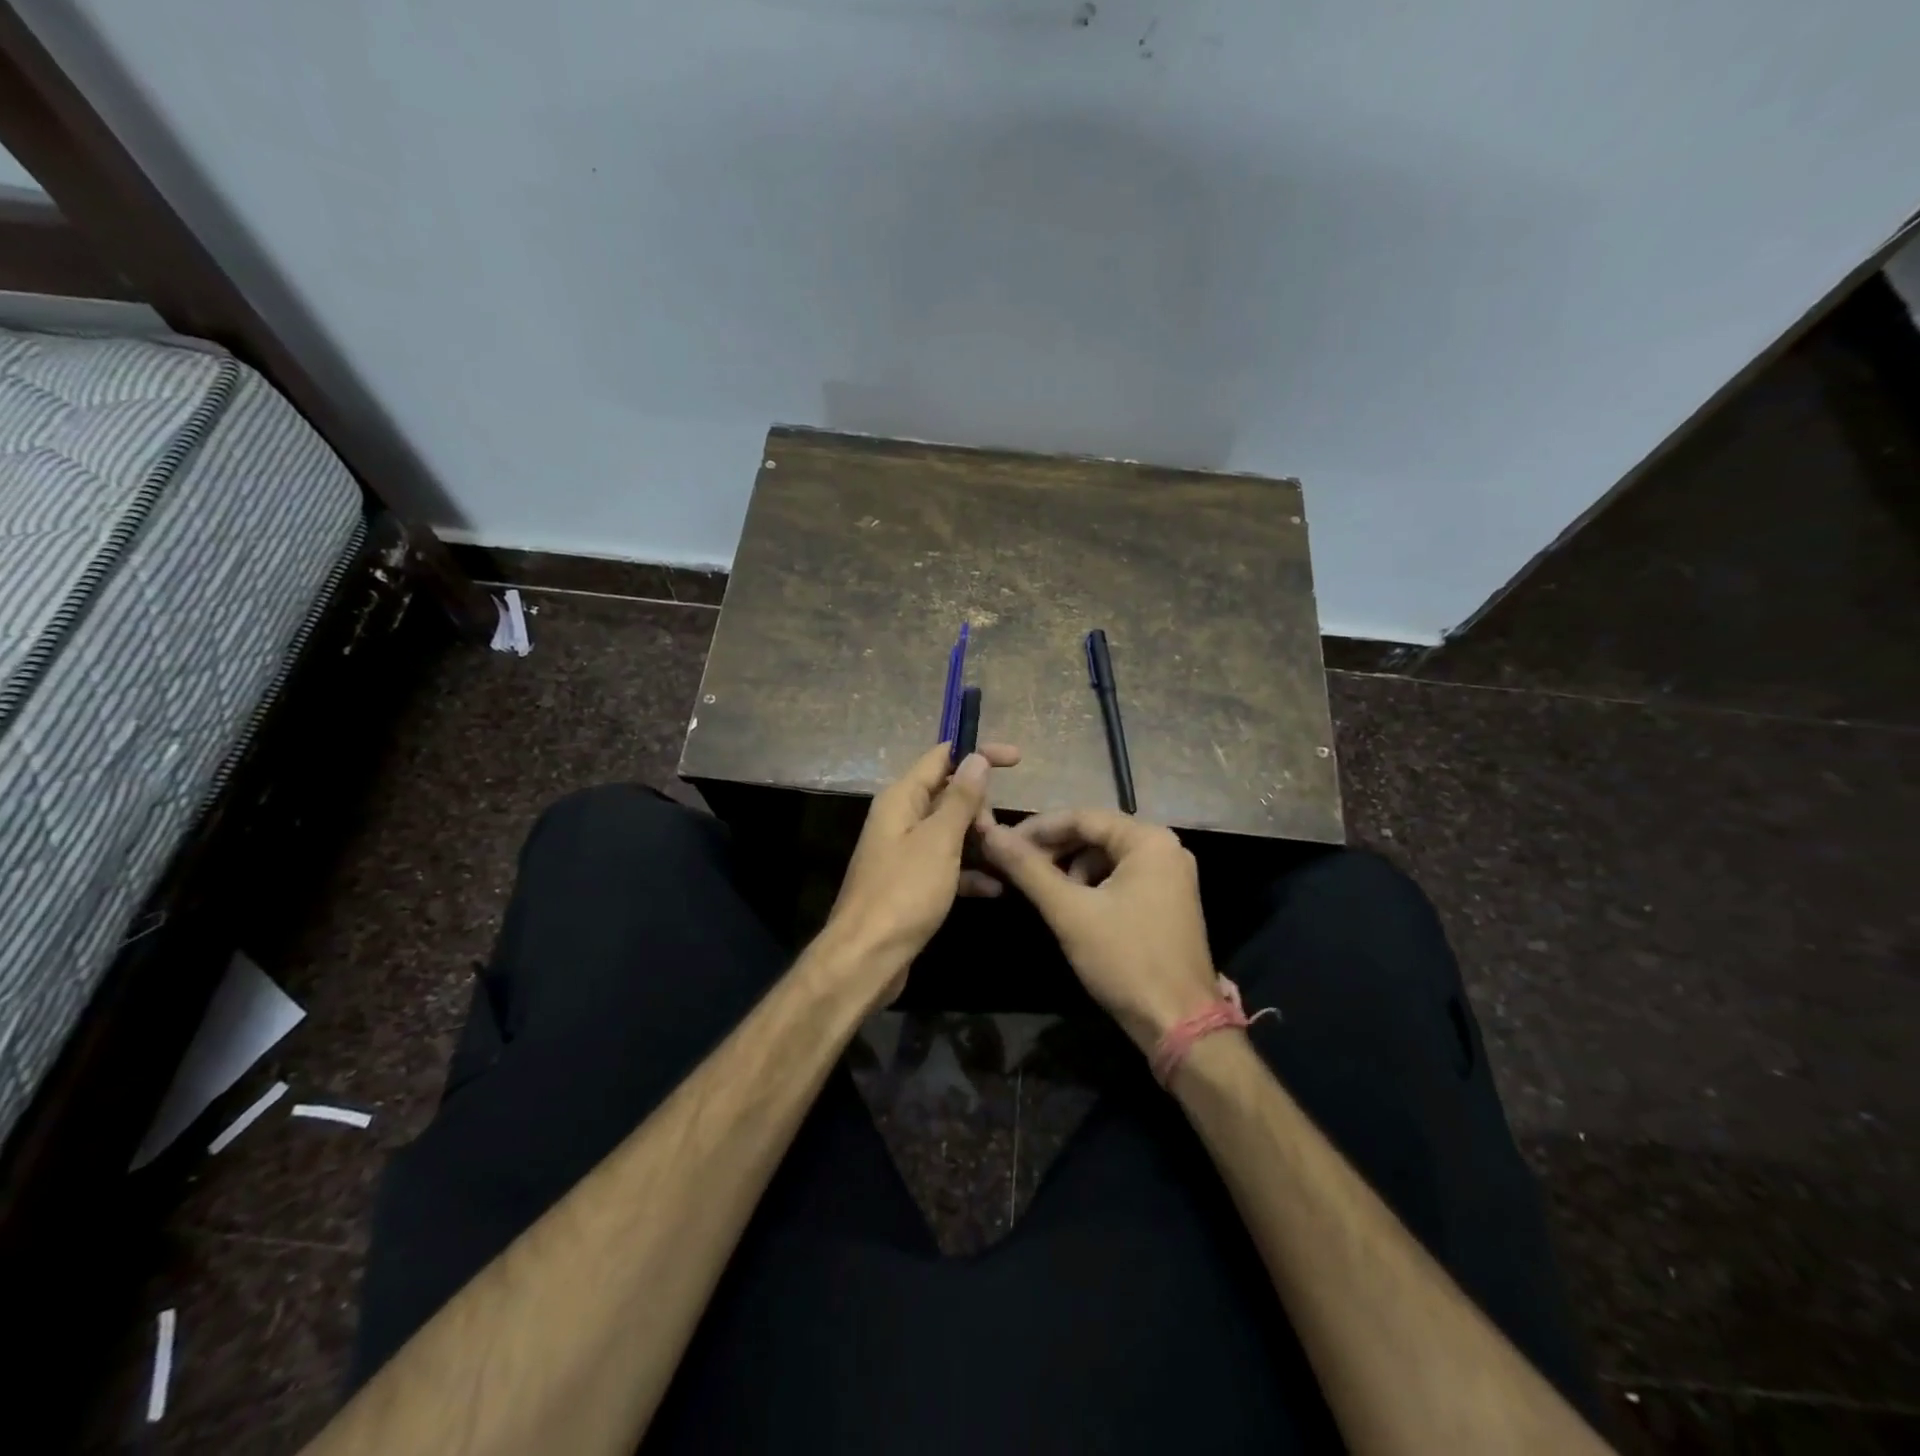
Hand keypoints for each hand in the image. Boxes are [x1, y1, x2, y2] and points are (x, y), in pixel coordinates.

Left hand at [823, 741, 1020, 997]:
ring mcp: (905, 852)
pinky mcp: (911, 883)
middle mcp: (900, 818)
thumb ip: (960, 799)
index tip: (1017, 760)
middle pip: (949, 795)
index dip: (978, 753)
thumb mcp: (939, 841)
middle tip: (995, 834)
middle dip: (980, 808)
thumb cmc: (903, 893)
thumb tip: (976, 758)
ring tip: (1004, 859)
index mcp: (901, 799)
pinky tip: (996, 889)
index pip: (942, 757)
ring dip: (979, 841)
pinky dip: (970, 872)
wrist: (866, 958)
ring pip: (951, 832)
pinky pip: (947, 866)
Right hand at [981, 810, 1217, 1052]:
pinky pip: (1121, 877)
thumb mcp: (1070, 912)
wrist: (1180, 1025)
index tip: (1001, 844)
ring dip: (1070, 868)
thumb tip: (990, 834)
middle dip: (1053, 849)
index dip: (1037, 829)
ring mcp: (1171, 875)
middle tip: (1014, 867)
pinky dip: (1091, 885)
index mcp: (1148, 840)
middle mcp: (1165, 848)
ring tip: (1039, 889)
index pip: (1081, 817)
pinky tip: (1070, 905)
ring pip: (1106, 857)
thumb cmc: (1125, 960)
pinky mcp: (1168, 900)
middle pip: (1095, 834)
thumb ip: (1028, 869)